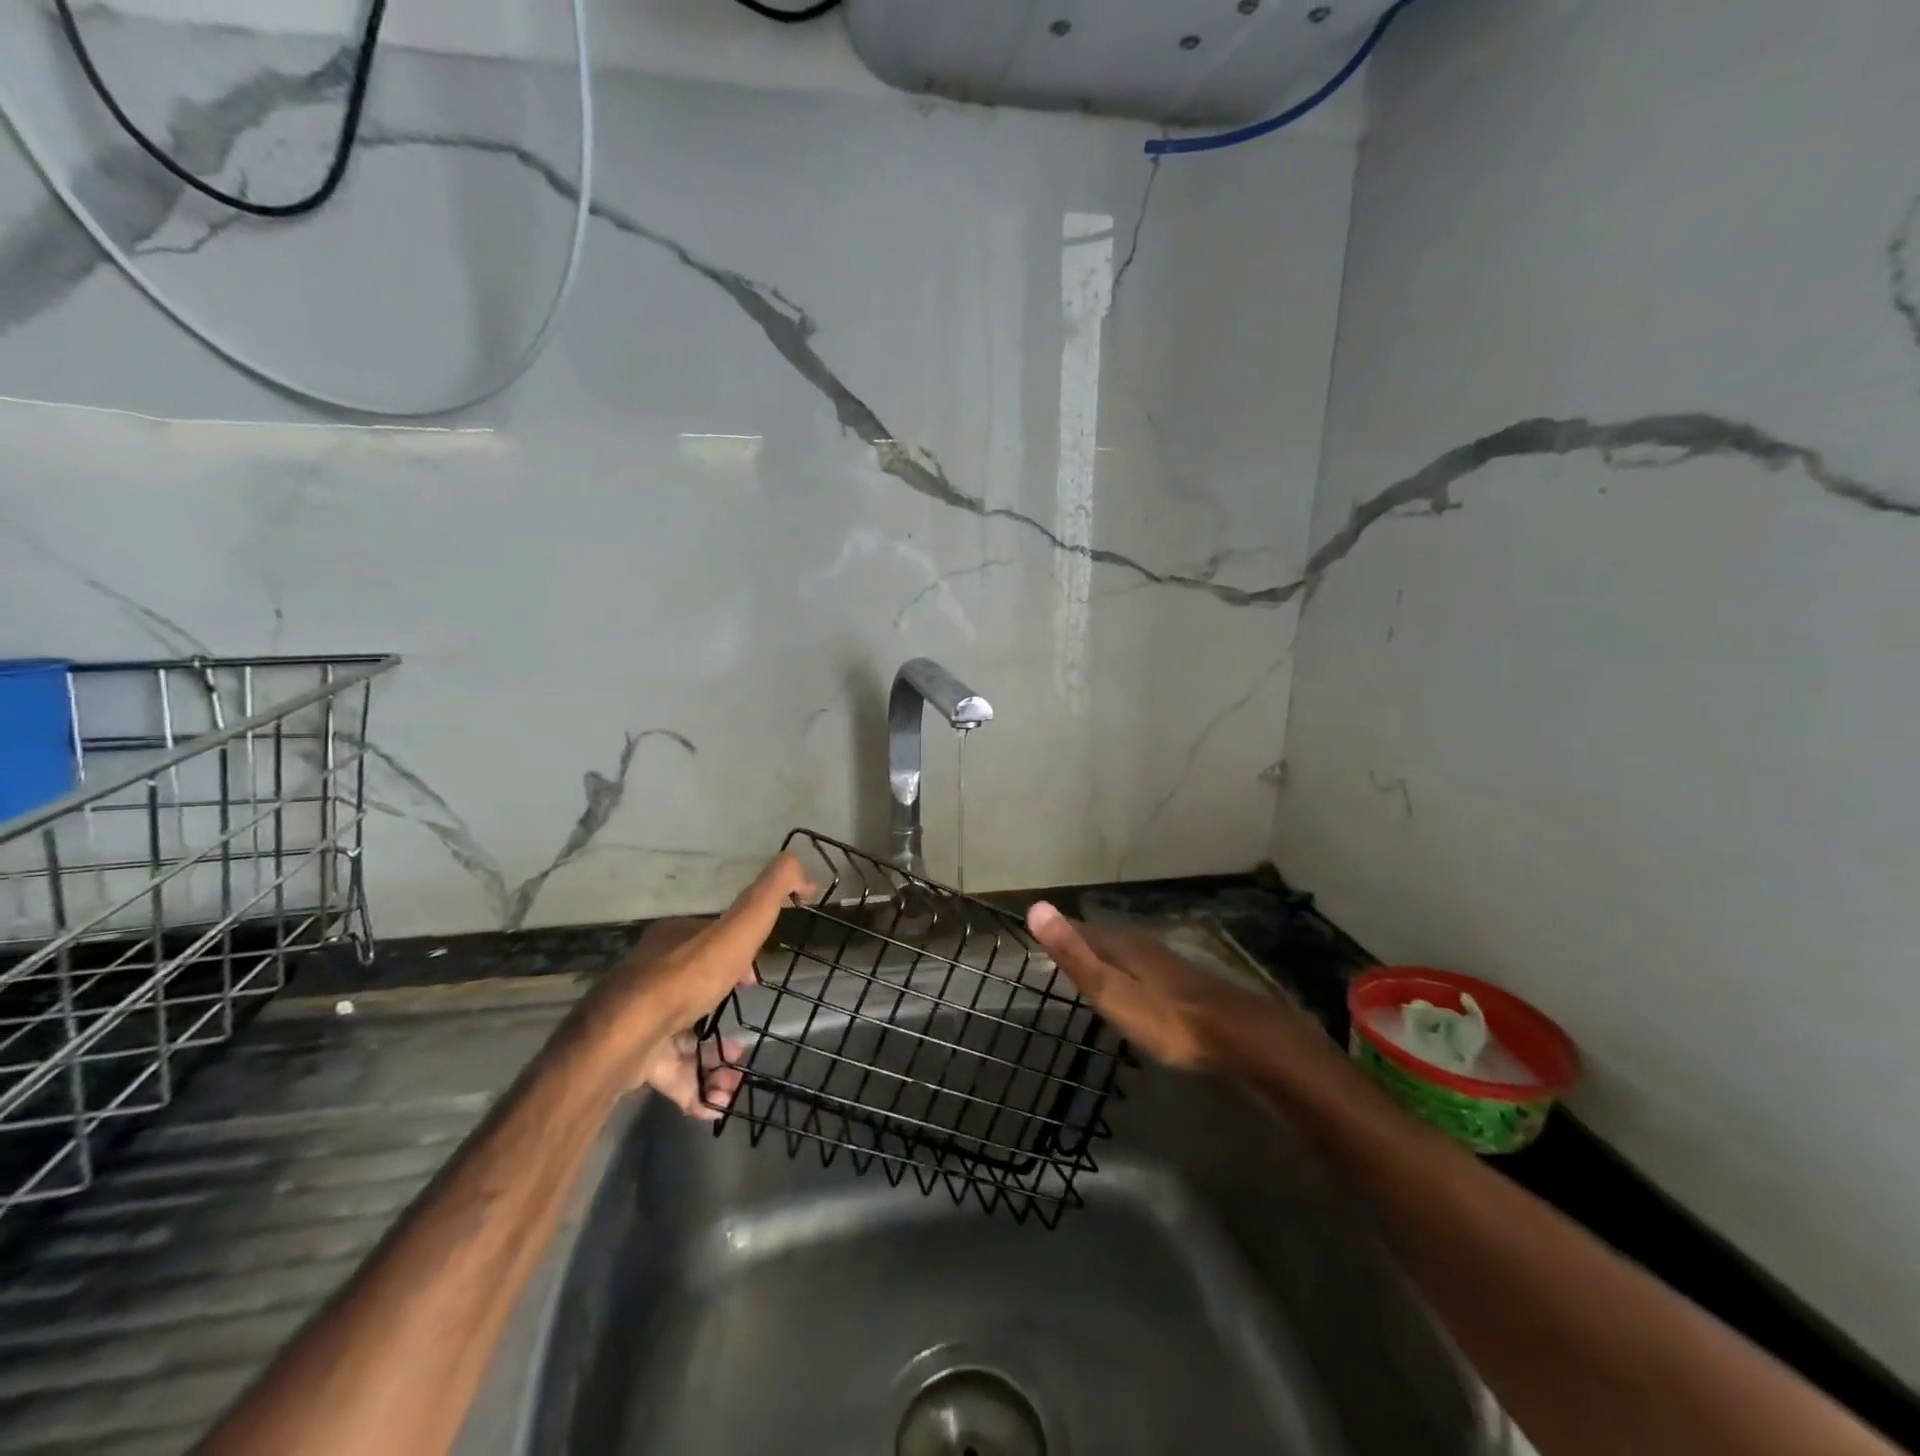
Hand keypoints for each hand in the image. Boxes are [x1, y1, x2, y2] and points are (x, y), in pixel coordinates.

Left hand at [581, 853, 813, 1115]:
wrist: (626, 1038)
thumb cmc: (688, 977)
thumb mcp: (741, 923)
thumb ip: (771, 892)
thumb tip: (802, 868)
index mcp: (674, 940)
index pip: (711, 941)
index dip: (739, 957)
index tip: (758, 980)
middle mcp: (653, 975)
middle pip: (698, 989)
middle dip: (726, 1009)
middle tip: (747, 1032)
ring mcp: (642, 1020)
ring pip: (686, 1036)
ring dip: (715, 1055)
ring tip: (735, 1070)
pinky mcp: (635, 1061)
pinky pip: (672, 1075)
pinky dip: (697, 1088)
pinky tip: (718, 1100)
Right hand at [1025, 901, 1309, 1072]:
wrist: (1236, 1035)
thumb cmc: (1165, 1018)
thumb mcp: (1111, 990)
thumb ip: (1074, 954)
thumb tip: (1036, 906)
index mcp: (1120, 945)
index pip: (1080, 930)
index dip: (1059, 931)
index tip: (1036, 932)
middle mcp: (1141, 945)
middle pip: (1102, 938)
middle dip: (1080, 941)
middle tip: (1057, 949)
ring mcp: (1166, 962)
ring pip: (1124, 951)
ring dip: (1104, 955)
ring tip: (1088, 965)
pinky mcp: (1183, 982)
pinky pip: (1142, 967)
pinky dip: (1127, 970)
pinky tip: (1132, 983)